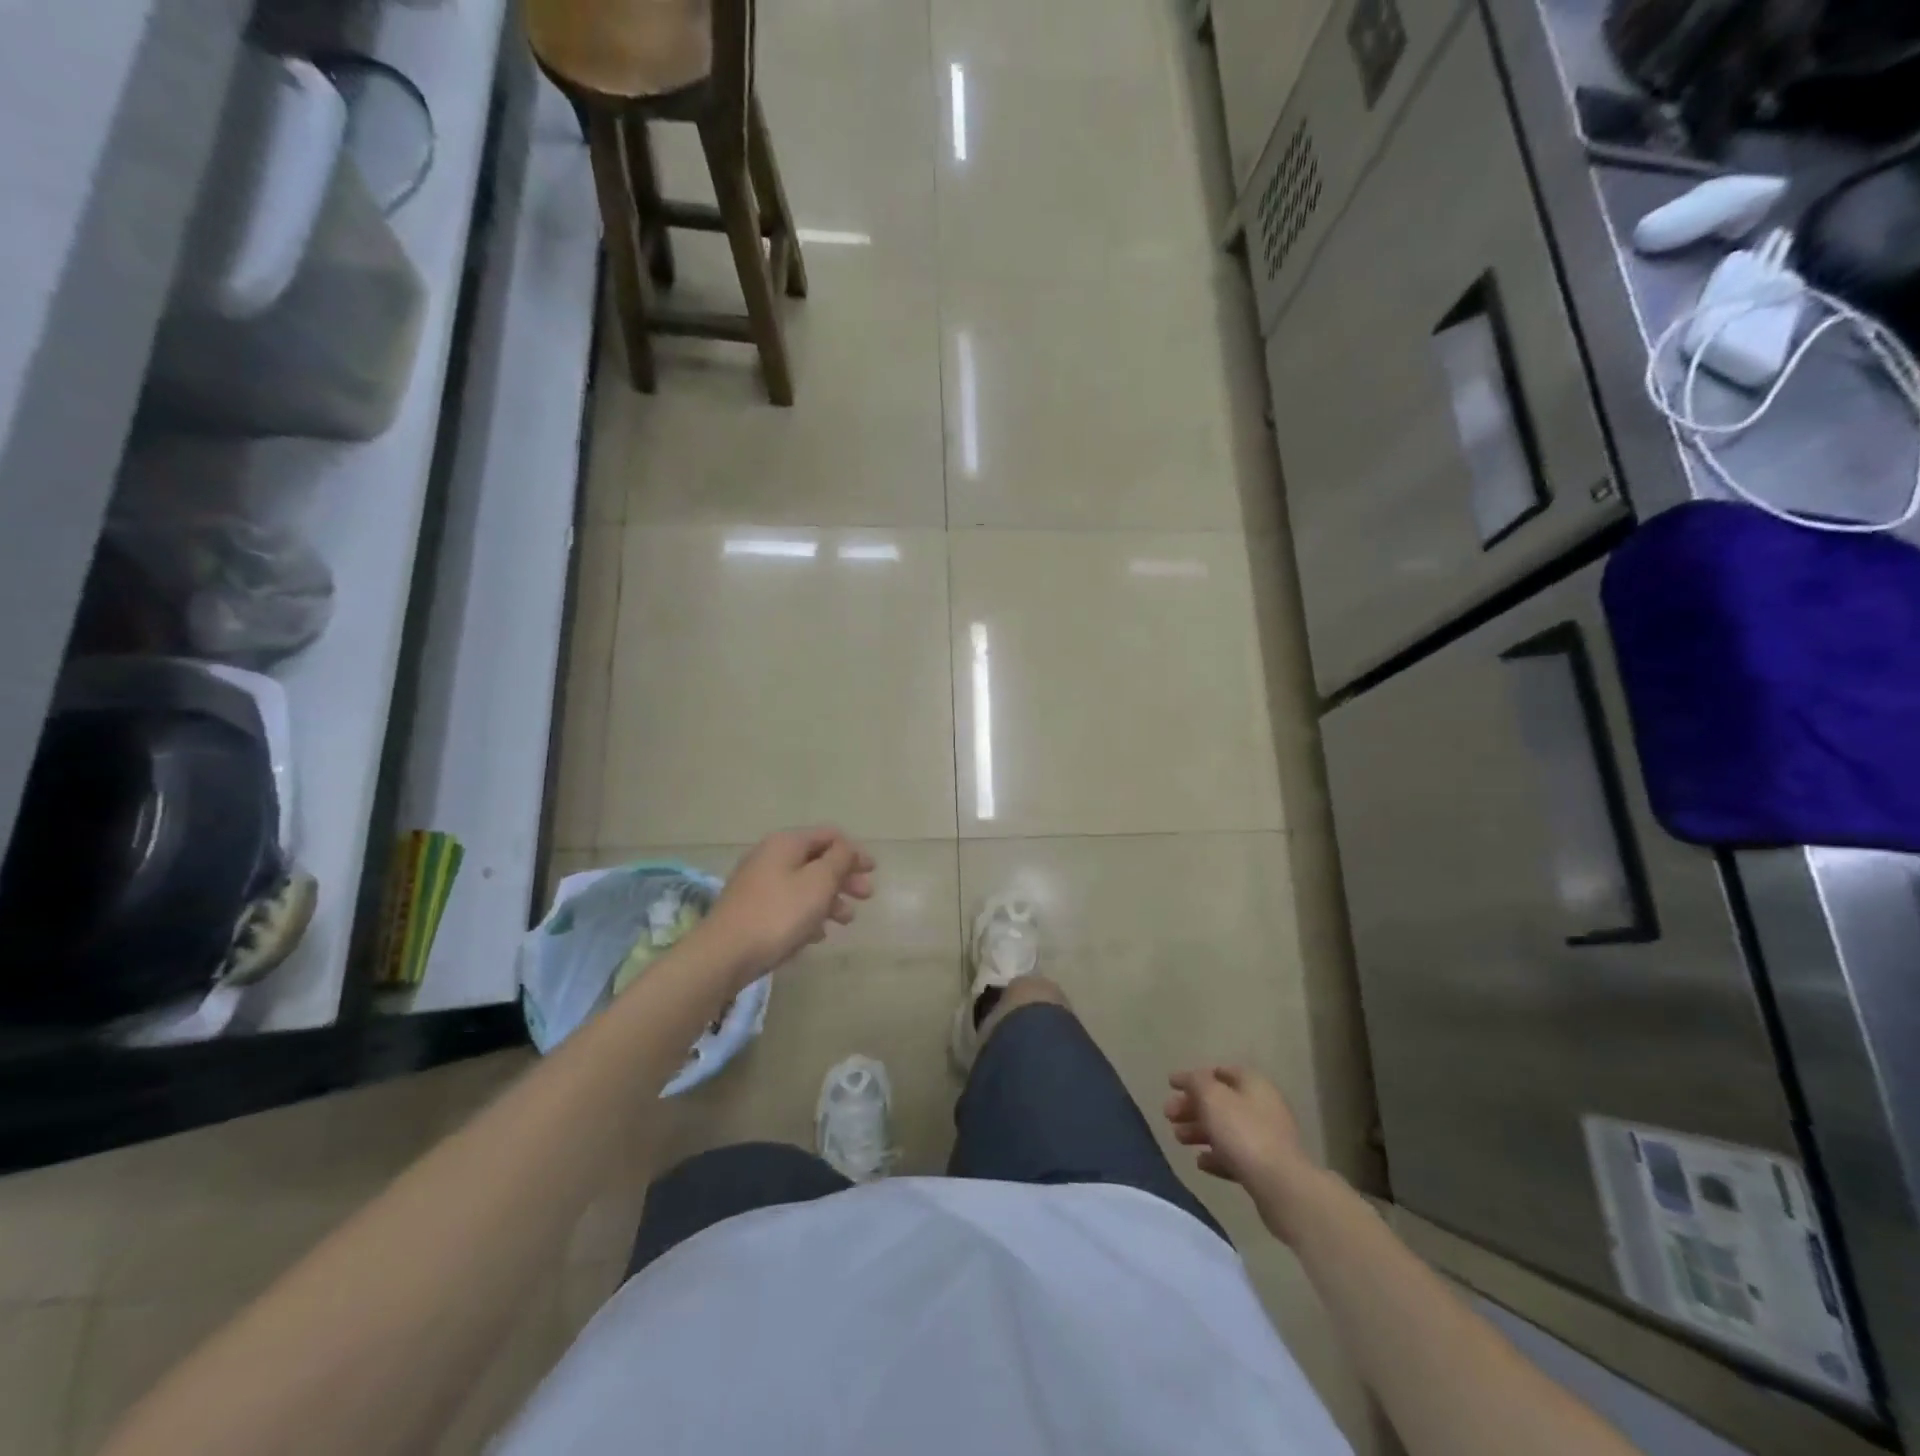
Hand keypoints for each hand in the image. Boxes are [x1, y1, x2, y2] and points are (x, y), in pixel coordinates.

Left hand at [699, 827, 874, 983]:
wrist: (724, 954)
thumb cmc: (779, 914)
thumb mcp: (818, 882)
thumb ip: (839, 860)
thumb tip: (847, 848)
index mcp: (786, 843)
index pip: (828, 836)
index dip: (854, 851)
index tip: (873, 870)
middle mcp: (770, 857)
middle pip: (816, 860)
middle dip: (844, 877)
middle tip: (866, 896)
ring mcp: (757, 884)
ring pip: (803, 885)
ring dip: (829, 899)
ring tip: (845, 921)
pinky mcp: (751, 910)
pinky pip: (788, 904)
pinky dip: (808, 914)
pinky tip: (817, 935)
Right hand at [1165, 1066, 1319, 1242]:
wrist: (1282, 1187)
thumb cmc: (1243, 1133)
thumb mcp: (1212, 1098)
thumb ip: (1196, 1082)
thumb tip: (1190, 1079)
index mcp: (1253, 1084)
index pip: (1220, 1072)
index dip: (1194, 1077)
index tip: (1171, 1086)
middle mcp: (1262, 1106)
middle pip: (1221, 1102)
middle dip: (1192, 1107)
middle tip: (1168, 1116)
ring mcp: (1266, 1139)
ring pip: (1226, 1129)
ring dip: (1200, 1131)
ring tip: (1178, 1139)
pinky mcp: (1266, 1168)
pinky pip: (1235, 1156)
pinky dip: (1216, 1156)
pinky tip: (1200, 1163)